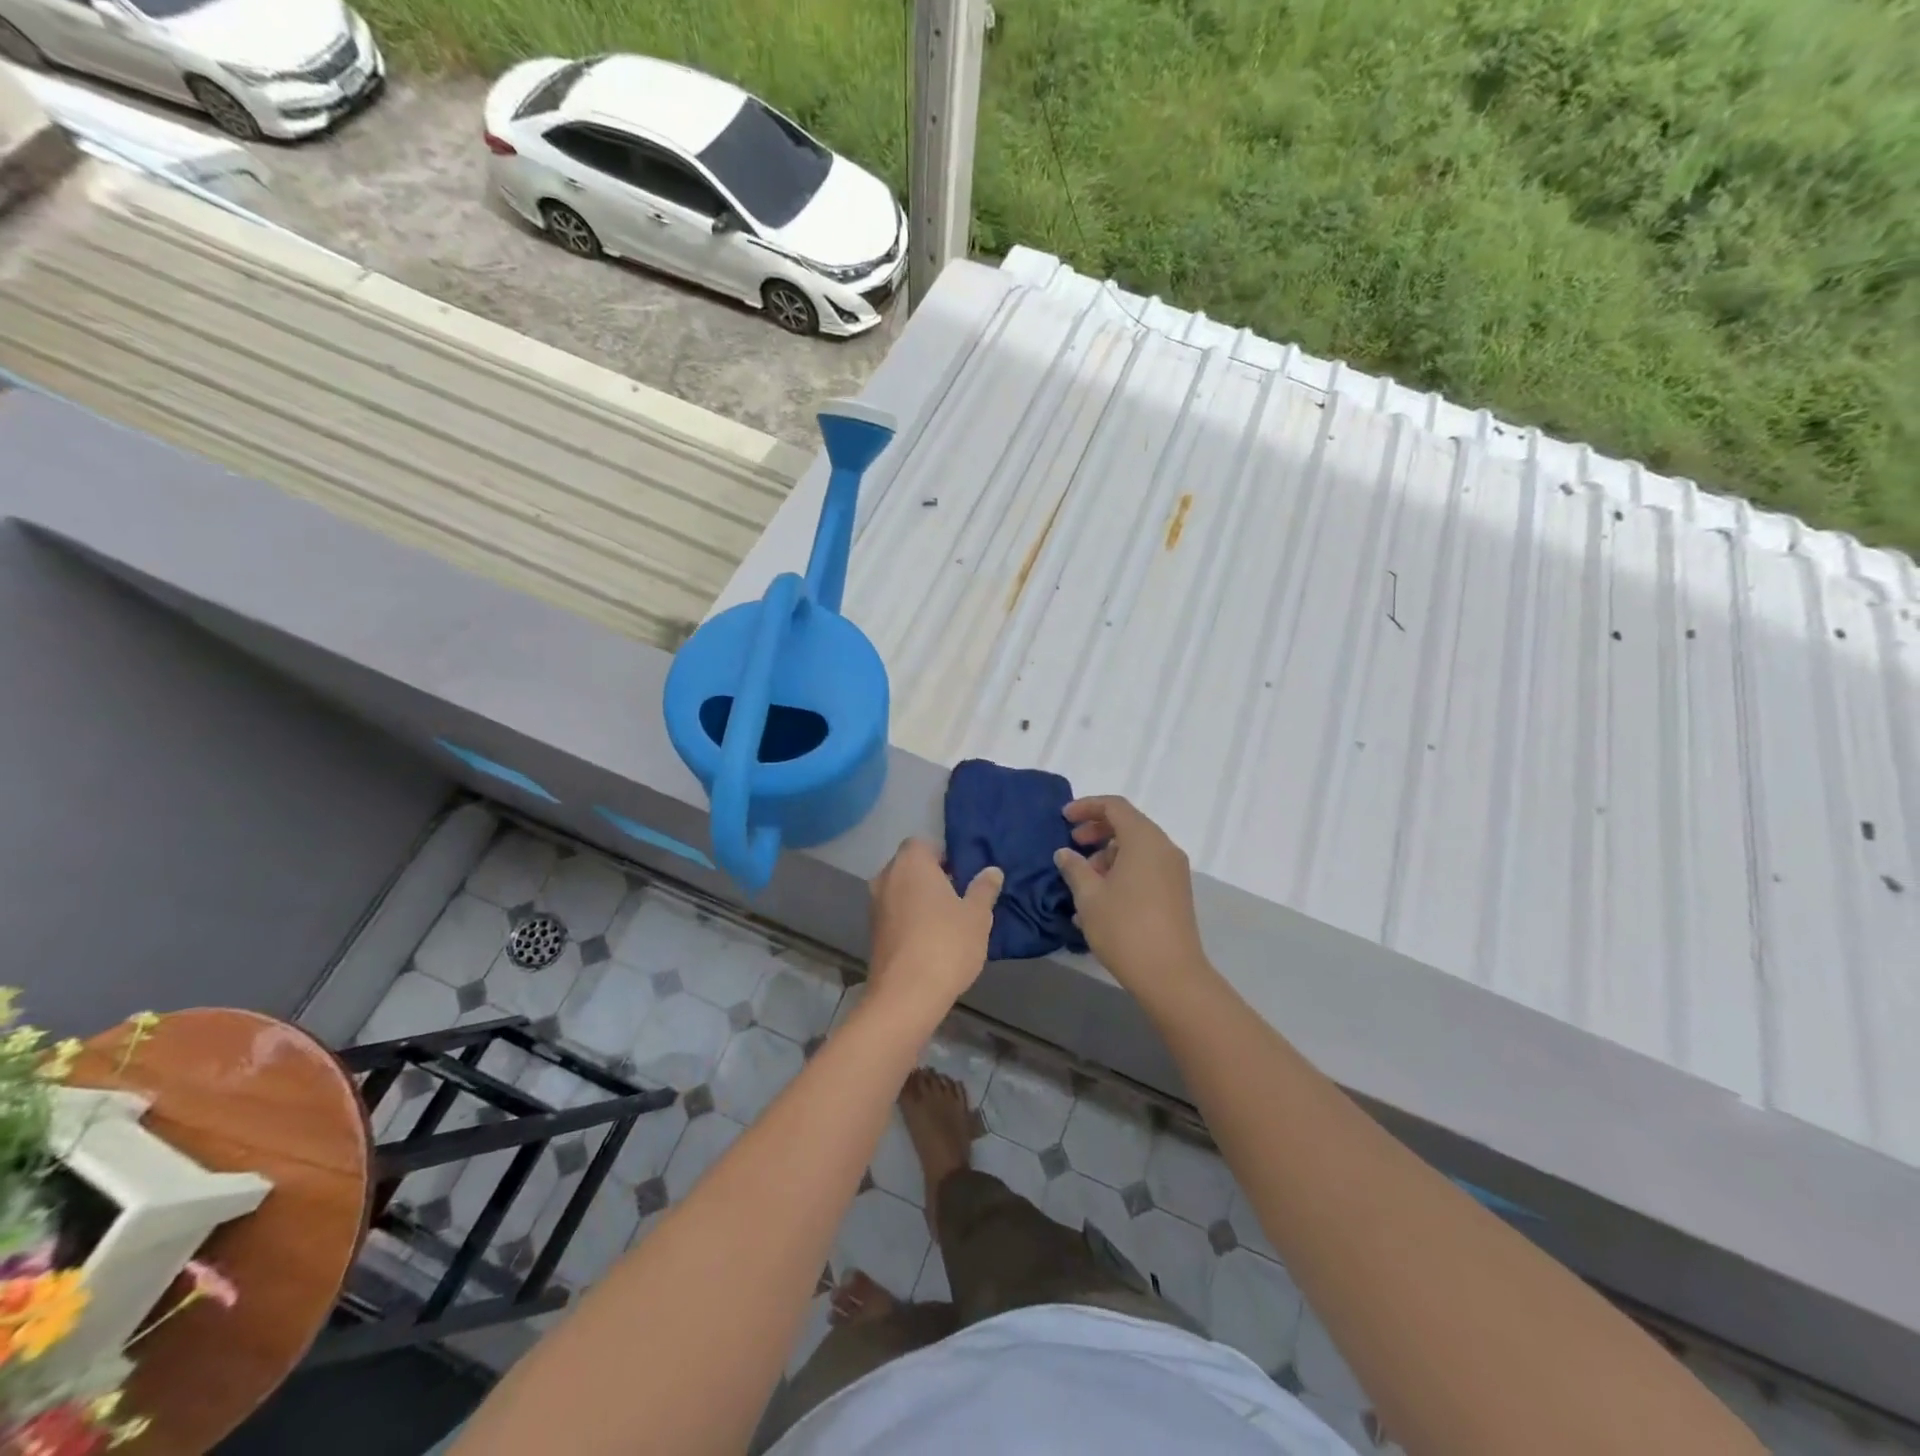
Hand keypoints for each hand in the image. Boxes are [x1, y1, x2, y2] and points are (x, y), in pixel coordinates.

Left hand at [866, 839, 1001, 1018]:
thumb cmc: (946, 944)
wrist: (905, 996)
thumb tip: (992, 871)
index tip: (964, 875)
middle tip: (960, 898)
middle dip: (933, 878)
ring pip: (901, 891)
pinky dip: (910, 919)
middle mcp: (886, 877)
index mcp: (911, 863)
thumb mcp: (977, 916)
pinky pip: (895, 914)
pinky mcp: (873, 933)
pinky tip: (932, 941)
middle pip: (911, 867)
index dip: (945, 856)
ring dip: (921, 900)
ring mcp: (875, 906)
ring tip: (949, 922)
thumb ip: (984, 889)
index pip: (925, 844)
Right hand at [1054, 797, 1206, 994]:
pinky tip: (1101, 898)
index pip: (1115, 806)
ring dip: (1108, 855)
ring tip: (1083, 880)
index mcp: (1144, 840)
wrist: (1171, 975)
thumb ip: (1074, 868)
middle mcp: (1164, 848)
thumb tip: (1065, 853)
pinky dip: (1122, 870)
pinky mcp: (1176, 892)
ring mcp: (1174, 871)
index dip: (1087, 807)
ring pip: (1137, 848)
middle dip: (1097, 831)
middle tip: (1073, 845)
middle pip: (1128, 825)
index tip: (1064, 818)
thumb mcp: (1089, 897)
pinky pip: (1146, 868)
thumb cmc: (1124, 928)